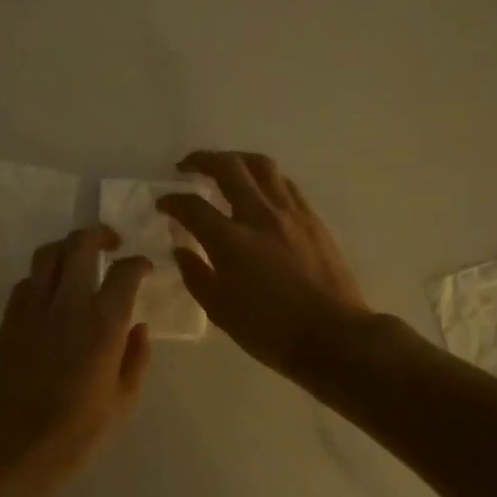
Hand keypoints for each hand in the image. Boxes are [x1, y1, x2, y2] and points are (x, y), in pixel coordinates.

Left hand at [0, 225, 153, 496]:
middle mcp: (67, 304)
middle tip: (112, 243)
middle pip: (80, 244)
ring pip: (47, 254)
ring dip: (67, 248)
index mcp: (103, 324)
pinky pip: (27, 281)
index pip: (125, 272)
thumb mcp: (124, 402)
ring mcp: (33, 308)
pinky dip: (43, 276)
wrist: (14, 448)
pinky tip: (52, 292)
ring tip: (79, 259)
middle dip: (99, 234)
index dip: (139, 263)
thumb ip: (137, 358)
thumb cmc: (77, 432)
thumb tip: (139, 328)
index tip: (144, 268)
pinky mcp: (9, 319)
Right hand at [159, 150, 371, 381]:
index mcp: (231, 241)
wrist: (333, 337)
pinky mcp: (312, 219)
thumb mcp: (220, 311)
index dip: (172, 200)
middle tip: (186, 166)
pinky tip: (259, 189)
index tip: (163, 204)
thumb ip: (196, 275)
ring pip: (262, 166)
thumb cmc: (270, 331)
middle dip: (202, 160)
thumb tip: (182, 250)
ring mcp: (290, 214)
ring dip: (236, 159)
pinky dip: (264, 177)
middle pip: (228, 168)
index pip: (193, 206)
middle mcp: (260, 216)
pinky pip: (284, 184)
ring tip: (224, 167)